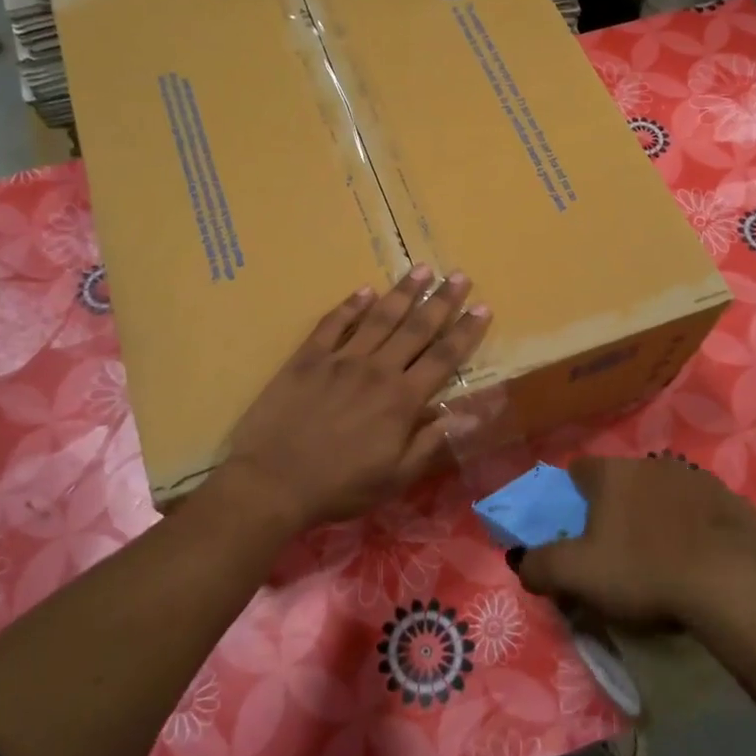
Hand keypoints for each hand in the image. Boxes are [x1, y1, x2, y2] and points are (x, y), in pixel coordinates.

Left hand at [219, 266, 490, 531]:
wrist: (272, 482)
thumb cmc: (339, 486)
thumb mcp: (395, 477)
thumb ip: (431, 442)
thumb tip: (468, 415)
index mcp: (402, 400)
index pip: (443, 357)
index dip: (466, 332)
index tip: (483, 307)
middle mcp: (377, 370)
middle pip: (416, 328)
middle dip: (442, 300)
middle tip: (459, 275)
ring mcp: (340, 359)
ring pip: (379, 317)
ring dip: (403, 292)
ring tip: (422, 269)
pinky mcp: (308, 358)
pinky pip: (333, 323)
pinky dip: (350, 305)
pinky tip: (364, 290)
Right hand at [515, 455, 755, 646]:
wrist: (735, 584)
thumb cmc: (645, 571)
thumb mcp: (577, 576)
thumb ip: (540, 566)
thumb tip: (522, 562)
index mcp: (610, 474)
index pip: (578, 470)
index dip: (572, 497)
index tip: (576, 529)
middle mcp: (651, 463)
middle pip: (621, 482)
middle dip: (615, 508)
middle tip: (616, 550)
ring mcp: (697, 478)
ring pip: (662, 493)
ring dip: (657, 516)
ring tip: (661, 559)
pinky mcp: (733, 501)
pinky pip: (701, 511)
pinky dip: (694, 528)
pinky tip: (699, 562)